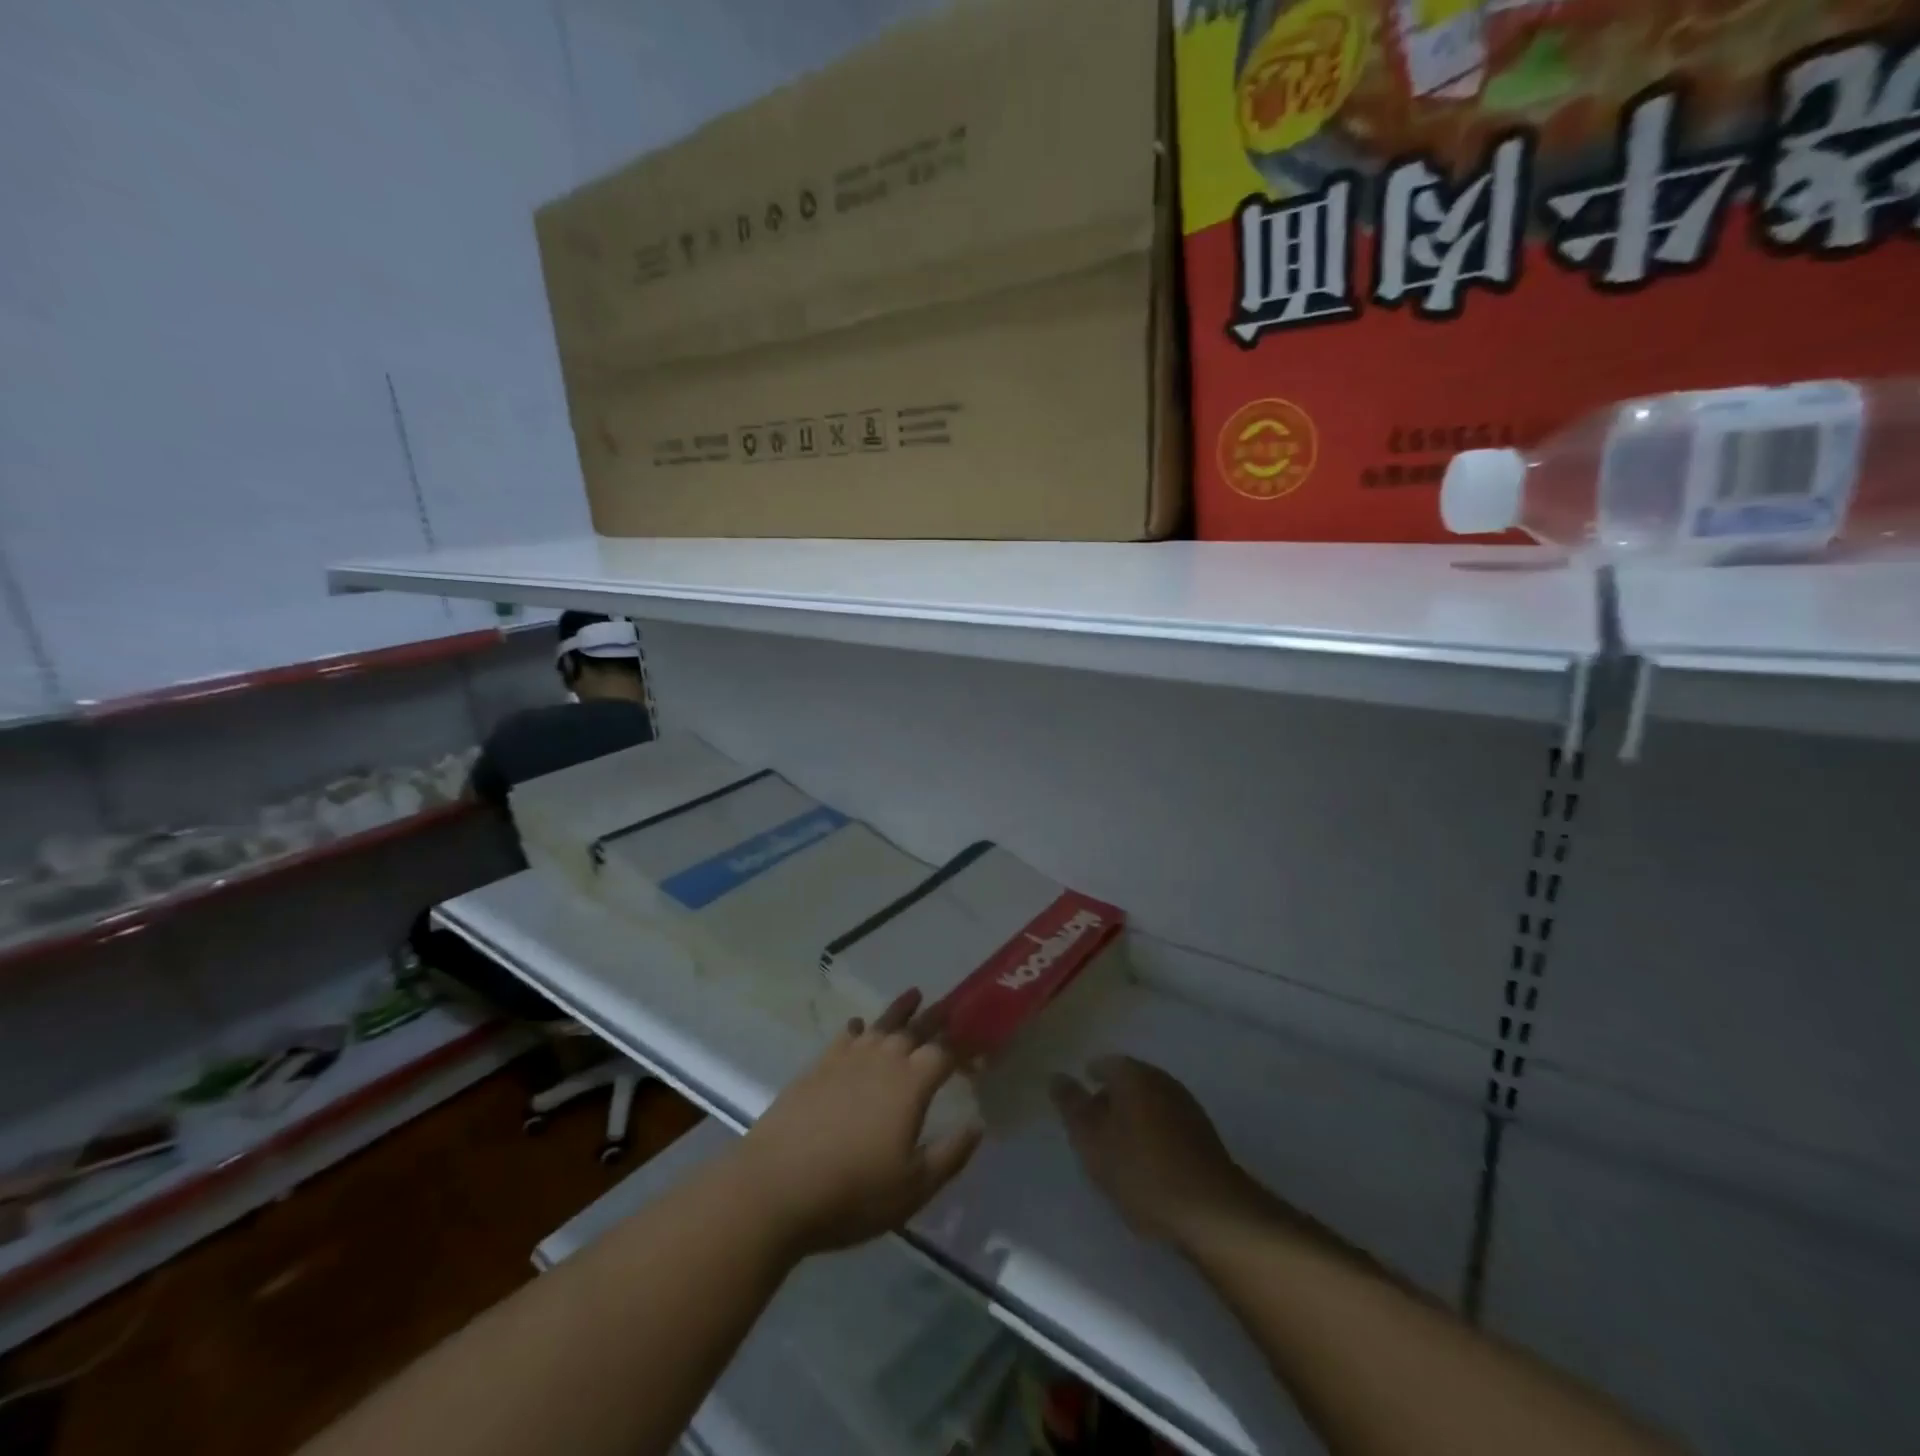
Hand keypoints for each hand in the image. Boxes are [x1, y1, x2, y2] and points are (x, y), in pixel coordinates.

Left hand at [731, 990, 981, 1256]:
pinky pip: (844, 1037)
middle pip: (914, 1030)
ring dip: (900, 1009)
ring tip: (914, 993)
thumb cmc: (852, 1193)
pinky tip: (857, 1025)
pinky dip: (856, 1028)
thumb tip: (977, 1126)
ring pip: (880, 1025)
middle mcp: (881, 1061)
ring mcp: (846, 1060)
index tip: (978, 1046)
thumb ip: (950, 1155)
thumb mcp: (913, 1188)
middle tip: (951, 1004)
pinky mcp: (816, 1068)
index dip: (963, 1048)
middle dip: (935, 1018)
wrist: (774, 1187)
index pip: (944, 1054)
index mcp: (910, 1085)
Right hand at [1051, 1055, 1266, 1248]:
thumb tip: (1057, 1076)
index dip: (1091, 1076)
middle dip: (1111, 1098)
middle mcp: (1162, 1081)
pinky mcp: (1204, 1136)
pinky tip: (1148, 1161)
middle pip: (1130, 1081)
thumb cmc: (1141, 1170)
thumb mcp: (1092, 1140)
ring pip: (1150, 1103)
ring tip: (1118, 1147)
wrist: (1211, 1210)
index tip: (1079, 1096)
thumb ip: (1072, 1106)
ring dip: (1134, 1117)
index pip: (1106, 1063)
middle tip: (1094, 1124)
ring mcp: (1187, 1107)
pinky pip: (1168, 1124)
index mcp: (1134, 1075)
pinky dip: (1153, 1134)